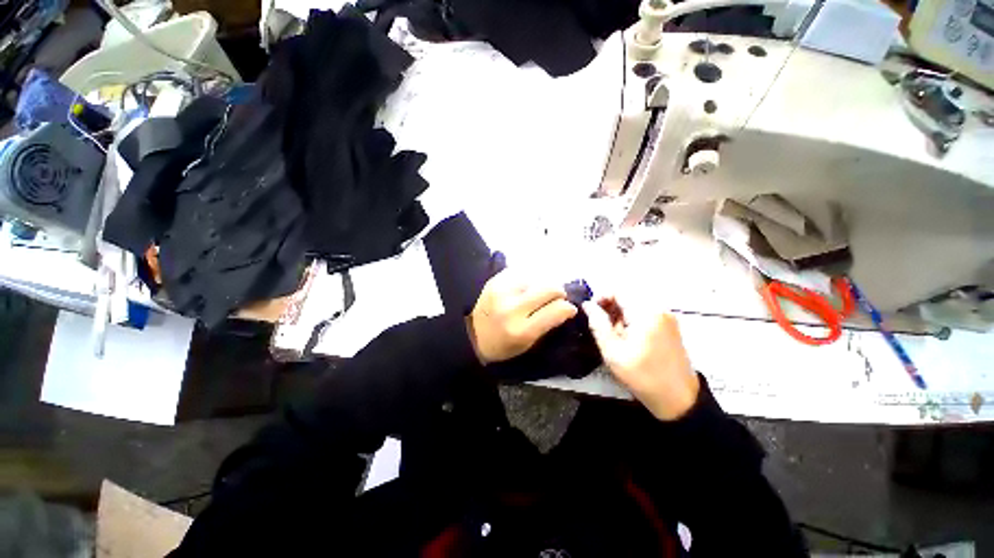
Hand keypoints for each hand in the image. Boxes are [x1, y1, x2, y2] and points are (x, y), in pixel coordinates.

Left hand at [467, 270, 577, 363]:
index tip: (570, 309)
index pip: (557, 310)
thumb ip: (548, 325)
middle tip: (557, 297)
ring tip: (537, 294)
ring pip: (537, 277)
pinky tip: (524, 287)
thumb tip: (567, 306)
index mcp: (522, 330)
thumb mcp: (528, 344)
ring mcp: (502, 291)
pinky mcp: (495, 280)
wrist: (473, 335)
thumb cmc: (504, 345)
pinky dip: (528, 279)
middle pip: (549, 288)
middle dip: (559, 292)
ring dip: (542, 285)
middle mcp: (512, 308)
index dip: (568, 308)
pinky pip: (521, 272)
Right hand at [583, 297, 699, 420]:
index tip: (591, 312)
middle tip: (602, 327)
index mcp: (646, 312)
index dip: (601, 297)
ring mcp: (667, 317)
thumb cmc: (642, 375)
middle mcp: (659, 309)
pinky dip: (632, 320)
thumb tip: (587, 304)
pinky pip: (645, 313)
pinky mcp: (669, 325)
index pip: (618, 290)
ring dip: (620, 314)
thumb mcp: (612, 351)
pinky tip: (628, 338)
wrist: (678, 399)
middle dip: (610, 308)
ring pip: (635, 305)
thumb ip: (598, 324)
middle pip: (627, 296)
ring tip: (615, 335)